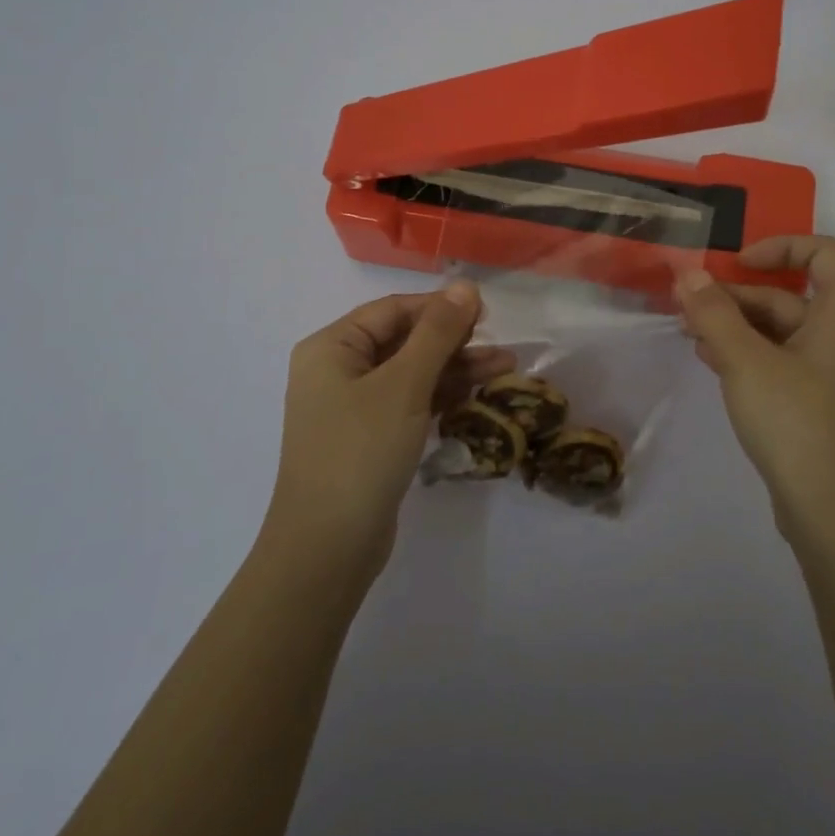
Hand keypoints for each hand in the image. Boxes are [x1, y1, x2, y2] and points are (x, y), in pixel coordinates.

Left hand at [271, 282, 513, 588]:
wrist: (327, 549)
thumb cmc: (361, 452)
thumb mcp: (404, 385)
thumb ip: (437, 333)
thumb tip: (466, 286)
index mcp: (332, 347)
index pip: (393, 310)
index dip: (440, 307)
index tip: (487, 313)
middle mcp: (338, 371)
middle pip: (404, 340)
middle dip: (454, 341)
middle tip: (502, 344)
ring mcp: (353, 407)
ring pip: (412, 373)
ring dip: (456, 369)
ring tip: (506, 366)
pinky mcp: (370, 438)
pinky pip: (410, 403)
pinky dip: (442, 396)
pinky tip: (479, 394)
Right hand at [675, 236, 834, 554]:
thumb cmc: (797, 425)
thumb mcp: (746, 363)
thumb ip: (714, 314)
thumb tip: (688, 273)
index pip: (822, 253)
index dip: (778, 247)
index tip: (735, 263)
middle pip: (792, 296)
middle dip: (739, 297)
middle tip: (690, 308)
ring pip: (785, 333)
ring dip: (739, 328)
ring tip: (693, 336)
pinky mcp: (826, 406)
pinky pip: (788, 364)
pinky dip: (753, 356)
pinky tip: (715, 365)